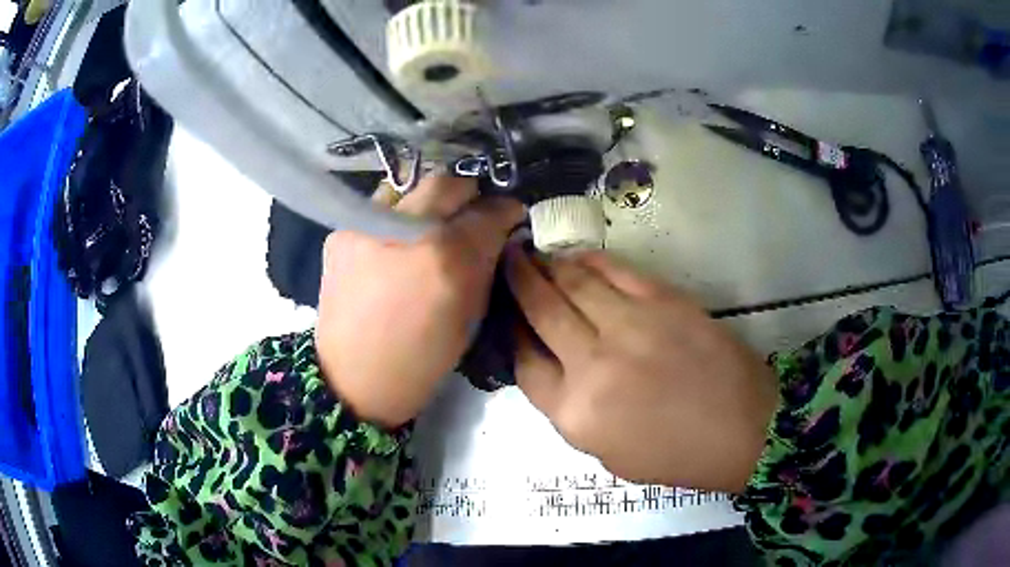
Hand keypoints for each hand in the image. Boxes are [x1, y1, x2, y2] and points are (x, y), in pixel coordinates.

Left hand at [315, 176, 523, 427]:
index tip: (511, 214)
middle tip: (473, 213)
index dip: (504, 210)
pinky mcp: (340, 233)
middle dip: (469, 194)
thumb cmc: (420, 360)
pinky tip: (396, 244)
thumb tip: (498, 233)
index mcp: (444, 259)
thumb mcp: (469, 317)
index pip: (486, 213)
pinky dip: (396, 219)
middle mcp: (403, 229)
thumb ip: (486, 265)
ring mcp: (364, 226)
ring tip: (431, 225)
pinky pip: (378, 209)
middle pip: (446, 184)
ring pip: (409, 189)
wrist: (353, 380)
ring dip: (429, 202)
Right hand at [506, 250, 777, 492]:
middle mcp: (592, 364)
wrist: (742, 428)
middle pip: (541, 312)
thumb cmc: (675, 454)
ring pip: (573, 283)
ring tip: (535, 255)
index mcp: (575, 412)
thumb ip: (571, 410)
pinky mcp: (662, 300)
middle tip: (507, 261)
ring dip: (548, 265)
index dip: (512, 333)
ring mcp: (629, 326)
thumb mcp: (606, 454)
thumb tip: (551, 363)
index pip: (525, 362)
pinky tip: (577, 256)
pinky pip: (614, 270)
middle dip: (518, 282)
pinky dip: (589, 259)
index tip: (509, 317)